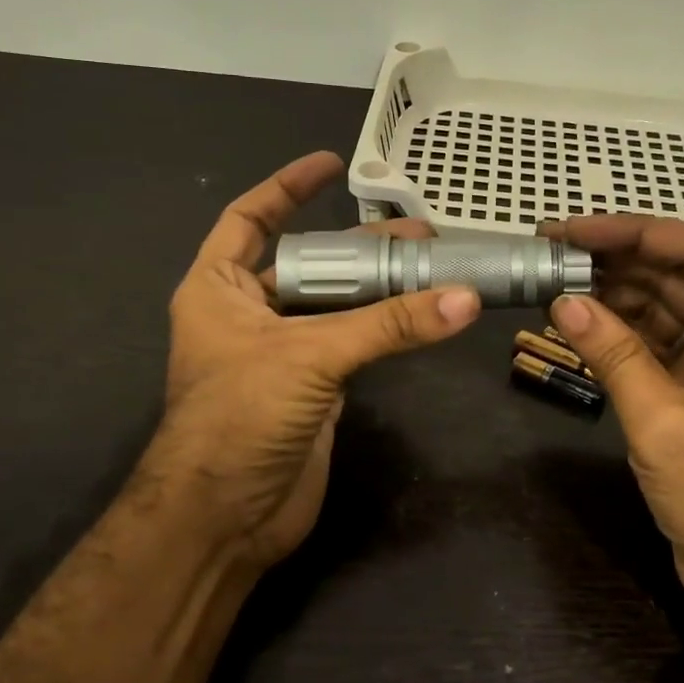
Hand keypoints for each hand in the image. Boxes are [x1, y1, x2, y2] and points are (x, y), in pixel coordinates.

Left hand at [134, 152, 479, 567]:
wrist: (225, 517)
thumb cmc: (241, 417)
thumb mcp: (310, 356)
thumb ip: (388, 325)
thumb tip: (464, 299)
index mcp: (218, 289)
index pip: (250, 219)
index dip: (286, 187)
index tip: (332, 165)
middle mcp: (248, 314)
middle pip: (311, 263)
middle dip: (360, 245)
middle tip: (418, 232)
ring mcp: (283, 354)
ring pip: (337, 306)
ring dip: (380, 288)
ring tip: (433, 266)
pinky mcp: (314, 390)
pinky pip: (354, 346)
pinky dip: (386, 330)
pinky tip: (421, 314)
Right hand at [544, 216, 683, 651]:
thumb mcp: (666, 424)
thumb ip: (614, 355)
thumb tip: (562, 300)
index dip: (635, 234)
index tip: (574, 230)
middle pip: (681, 275)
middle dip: (617, 261)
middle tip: (551, 249)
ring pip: (666, 307)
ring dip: (614, 293)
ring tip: (554, 277)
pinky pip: (657, 344)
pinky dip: (619, 332)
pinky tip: (577, 318)